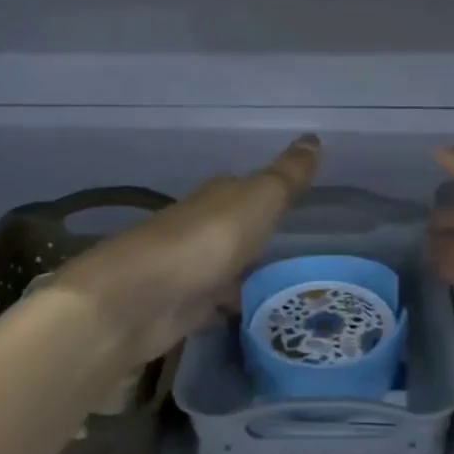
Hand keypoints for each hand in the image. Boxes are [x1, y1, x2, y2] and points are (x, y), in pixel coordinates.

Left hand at [53, 135, 319, 368]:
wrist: (139, 299)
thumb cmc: (208, 240)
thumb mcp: (260, 199)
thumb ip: (288, 175)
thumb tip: (313, 138)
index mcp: (219, 196)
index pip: (245, 186)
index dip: (269, 191)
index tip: (294, 200)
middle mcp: (201, 226)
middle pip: (234, 226)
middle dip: (257, 233)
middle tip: (295, 246)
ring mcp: (188, 268)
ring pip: (225, 265)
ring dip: (244, 271)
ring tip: (283, 286)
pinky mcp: (180, 309)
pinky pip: (214, 303)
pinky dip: (229, 306)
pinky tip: (249, 316)